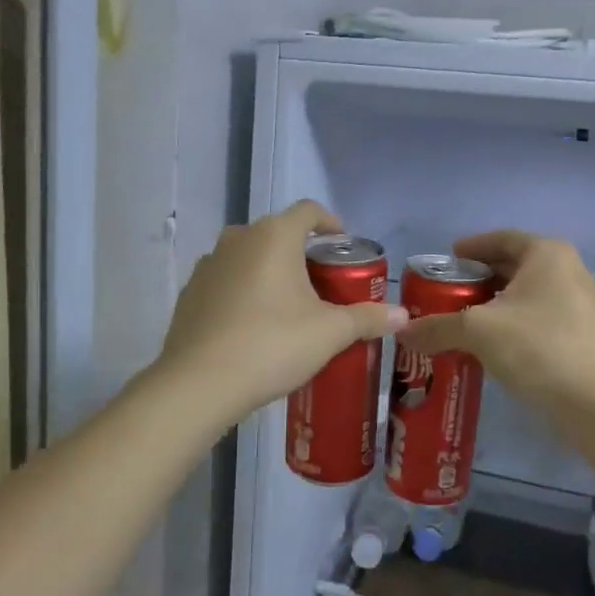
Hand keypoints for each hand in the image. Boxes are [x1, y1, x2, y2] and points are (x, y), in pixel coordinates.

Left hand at [155, 201, 407, 428]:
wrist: (199, 384)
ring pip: (248, 256)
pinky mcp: (190, 292)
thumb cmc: (272, 345)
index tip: (343, 244)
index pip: (308, 211)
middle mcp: (238, 239)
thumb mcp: (329, 333)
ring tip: (288, 305)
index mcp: (274, 237)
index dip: (330, 223)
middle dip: (301, 252)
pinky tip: (252, 324)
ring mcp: (208, 265)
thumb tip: (404, 315)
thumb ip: (367, 318)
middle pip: (277, 233)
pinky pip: (226, 281)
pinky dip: (243, 291)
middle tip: (322, 283)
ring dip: (269, 271)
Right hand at [397, 231, 594, 418]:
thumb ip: (437, 327)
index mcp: (547, 254)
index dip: (472, 247)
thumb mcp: (478, 332)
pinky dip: (515, 322)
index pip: (502, 238)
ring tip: (465, 319)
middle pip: (515, 265)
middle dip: (481, 278)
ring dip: (497, 303)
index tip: (448, 259)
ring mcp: (582, 303)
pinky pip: (541, 316)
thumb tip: (401, 331)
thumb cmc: (538, 348)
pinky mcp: (585, 334)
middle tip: (449, 292)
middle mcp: (569, 270)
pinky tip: (493, 344)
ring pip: (528, 293)